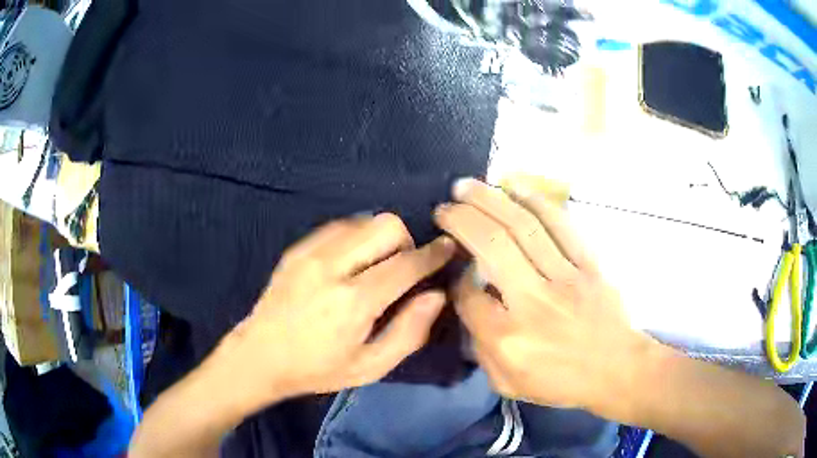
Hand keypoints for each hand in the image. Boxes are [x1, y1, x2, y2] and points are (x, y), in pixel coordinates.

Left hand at [220, 213, 454, 407]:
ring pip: (364, 220)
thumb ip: (409, 331)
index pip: (406, 264)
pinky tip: (351, 263)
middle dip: (406, 242)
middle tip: (403, 269)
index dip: (433, 254)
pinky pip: (339, 226)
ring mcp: (310, 253)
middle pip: (386, 226)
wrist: (259, 355)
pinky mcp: (297, 249)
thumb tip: (436, 295)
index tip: (448, 247)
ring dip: (380, 239)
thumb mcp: (370, 367)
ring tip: (376, 266)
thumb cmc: (318, 368)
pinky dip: (357, 238)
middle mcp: (332, 267)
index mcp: (353, 302)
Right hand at [435, 178, 656, 417]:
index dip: (455, 274)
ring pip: (523, 228)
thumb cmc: (561, 382)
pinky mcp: (588, 266)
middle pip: (491, 246)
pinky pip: (562, 226)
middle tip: (444, 205)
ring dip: (491, 200)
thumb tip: (471, 303)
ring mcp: (564, 279)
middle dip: (461, 219)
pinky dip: (536, 202)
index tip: (455, 265)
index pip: (468, 294)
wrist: (616, 370)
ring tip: (467, 185)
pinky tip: (515, 186)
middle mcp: (533, 302)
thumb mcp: (507, 383)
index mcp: (507, 338)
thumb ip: (480, 347)